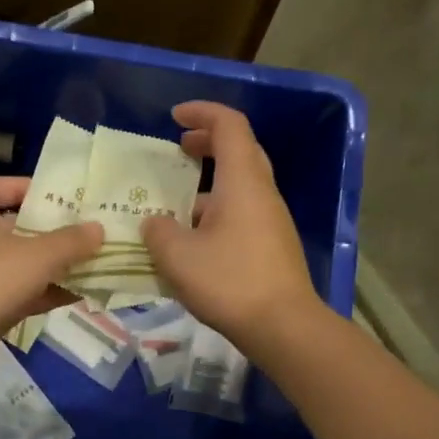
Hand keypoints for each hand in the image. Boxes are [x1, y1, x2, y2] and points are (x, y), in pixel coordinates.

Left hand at [0, 176, 102, 369]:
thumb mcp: (40, 255)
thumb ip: (72, 240)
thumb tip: (98, 229)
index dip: (27, 187)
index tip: (58, 196)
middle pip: (15, 226)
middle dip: (50, 229)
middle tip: (83, 229)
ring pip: (20, 262)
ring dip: (52, 263)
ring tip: (89, 261)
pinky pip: (20, 291)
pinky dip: (45, 291)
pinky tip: (77, 294)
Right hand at [141, 101, 319, 353]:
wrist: (283, 326)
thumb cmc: (229, 281)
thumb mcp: (177, 255)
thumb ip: (158, 231)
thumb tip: (155, 223)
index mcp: (242, 181)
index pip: (229, 126)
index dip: (202, 112)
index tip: (175, 117)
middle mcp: (262, 192)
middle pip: (240, 150)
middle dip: (207, 142)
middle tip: (178, 149)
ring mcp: (271, 220)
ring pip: (240, 185)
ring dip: (209, 182)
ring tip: (175, 202)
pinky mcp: (272, 245)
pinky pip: (242, 212)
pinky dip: (217, 210)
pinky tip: (194, 239)